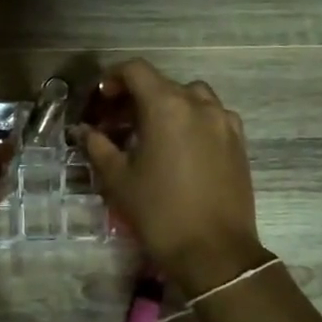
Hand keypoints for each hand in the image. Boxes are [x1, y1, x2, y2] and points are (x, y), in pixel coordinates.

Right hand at [73, 60, 266, 294]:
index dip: (112, 79)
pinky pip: (211, 117)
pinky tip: (180, 148)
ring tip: (149, 133)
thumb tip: (82, 130)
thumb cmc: (158, 212)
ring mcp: (224, 122)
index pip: (136, 70)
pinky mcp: (238, 142)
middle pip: (162, 84)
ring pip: (190, 97)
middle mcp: (199, 104)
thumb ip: (97, 146)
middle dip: (135, 97)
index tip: (99, 101)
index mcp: (167, 106)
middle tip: (115, 124)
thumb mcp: (118, 179)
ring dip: (166, 106)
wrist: (214, 251)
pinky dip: (191, 121)